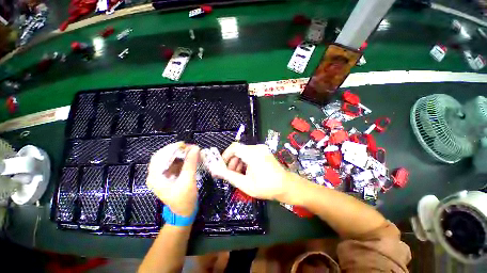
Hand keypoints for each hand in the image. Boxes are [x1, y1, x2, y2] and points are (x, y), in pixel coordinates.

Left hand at [147, 142, 199, 216]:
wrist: (184, 212)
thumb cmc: (184, 199)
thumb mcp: (188, 180)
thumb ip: (190, 163)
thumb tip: (195, 148)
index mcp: (155, 177)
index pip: (159, 156)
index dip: (171, 148)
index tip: (184, 144)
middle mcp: (156, 175)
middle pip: (164, 156)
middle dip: (178, 150)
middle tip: (191, 147)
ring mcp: (163, 175)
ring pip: (170, 159)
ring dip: (181, 154)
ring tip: (193, 151)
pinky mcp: (170, 176)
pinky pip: (175, 164)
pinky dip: (183, 159)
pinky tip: (191, 158)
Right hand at [210, 143, 290, 200]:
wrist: (286, 186)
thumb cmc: (266, 187)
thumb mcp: (245, 184)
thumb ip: (229, 176)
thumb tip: (214, 170)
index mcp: (253, 154)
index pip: (234, 147)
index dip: (225, 155)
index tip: (221, 166)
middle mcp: (257, 148)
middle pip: (238, 150)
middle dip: (231, 161)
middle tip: (229, 174)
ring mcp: (262, 149)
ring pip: (243, 151)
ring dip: (238, 162)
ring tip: (237, 174)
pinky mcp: (263, 151)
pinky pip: (250, 153)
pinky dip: (244, 161)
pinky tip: (245, 171)